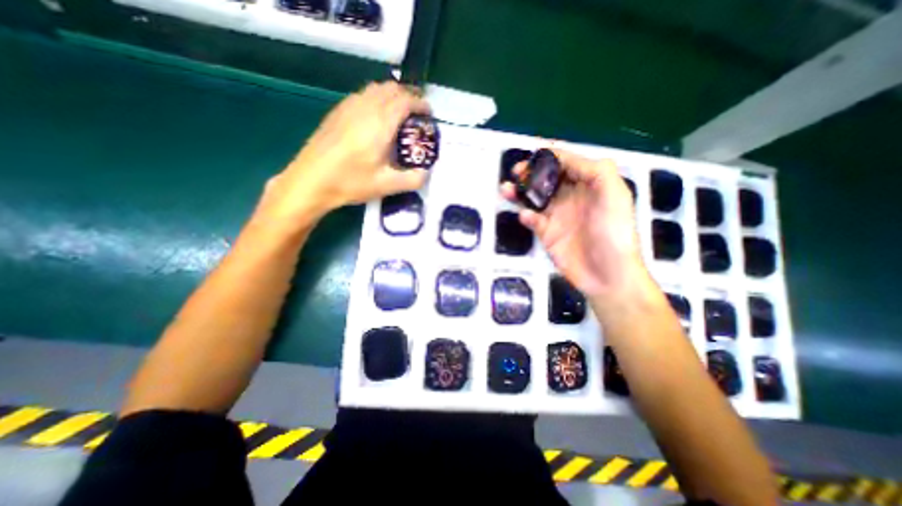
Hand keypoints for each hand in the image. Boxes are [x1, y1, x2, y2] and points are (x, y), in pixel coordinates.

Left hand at [258, 80, 433, 229]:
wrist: (310, 180)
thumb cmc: (350, 182)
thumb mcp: (387, 186)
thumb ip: (413, 180)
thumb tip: (426, 173)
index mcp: (380, 124)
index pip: (405, 101)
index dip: (420, 104)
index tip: (429, 114)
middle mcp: (365, 108)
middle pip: (392, 89)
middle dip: (409, 96)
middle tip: (417, 114)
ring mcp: (348, 107)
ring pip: (376, 88)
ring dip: (392, 95)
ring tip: (400, 113)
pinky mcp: (337, 112)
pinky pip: (363, 95)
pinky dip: (377, 98)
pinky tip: (376, 117)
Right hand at [505, 149, 651, 300]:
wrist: (606, 274)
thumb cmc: (613, 232)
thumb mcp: (613, 194)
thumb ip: (594, 170)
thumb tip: (564, 157)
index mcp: (590, 184)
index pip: (567, 163)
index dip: (550, 156)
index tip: (534, 154)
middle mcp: (572, 196)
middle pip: (546, 178)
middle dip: (531, 172)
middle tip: (517, 172)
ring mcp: (557, 215)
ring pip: (534, 197)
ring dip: (520, 192)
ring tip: (506, 188)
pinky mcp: (547, 233)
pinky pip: (532, 219)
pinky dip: (526, 216)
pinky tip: (525, 216)